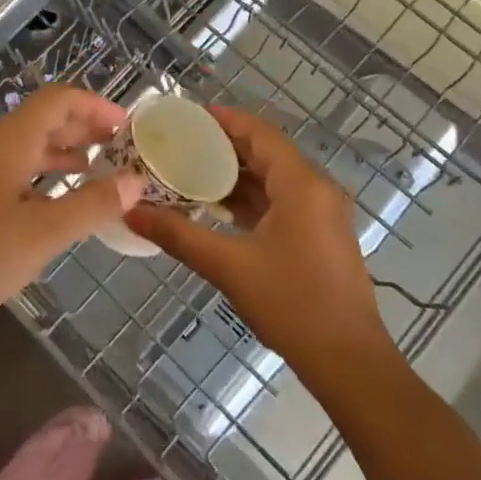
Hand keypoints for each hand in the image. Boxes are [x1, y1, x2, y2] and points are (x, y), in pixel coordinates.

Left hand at [0, 86, 142, 382]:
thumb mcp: (42, 235)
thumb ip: (92, 205)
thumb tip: (137, 181)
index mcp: (7, 143)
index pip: (57, 101)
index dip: (95, 106)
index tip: (128, 127)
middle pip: (41, 120)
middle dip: (83, 129)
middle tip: (119, 150)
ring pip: (24, 148)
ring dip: (61, 154)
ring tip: (94, 173)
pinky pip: (8, 171)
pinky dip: (38, 177)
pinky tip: (52, 205)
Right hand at [124, 104, 391, 387]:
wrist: (349, 362)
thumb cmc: (292, 305)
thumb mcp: (229, 267)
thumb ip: (178, 235)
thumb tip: (131, 213)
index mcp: (302, 185)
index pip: (260, 133)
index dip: (225, 120)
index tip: (189, 116)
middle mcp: (317, 190)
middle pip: (267, 153)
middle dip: (225, 147)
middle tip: (181, 144)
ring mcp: (322, 214)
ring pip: (274, 179)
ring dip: (236, 175)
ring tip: (191, 172)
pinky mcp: (320, 236)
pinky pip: (282, 201)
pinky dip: (251, 199)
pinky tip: (219, 208)